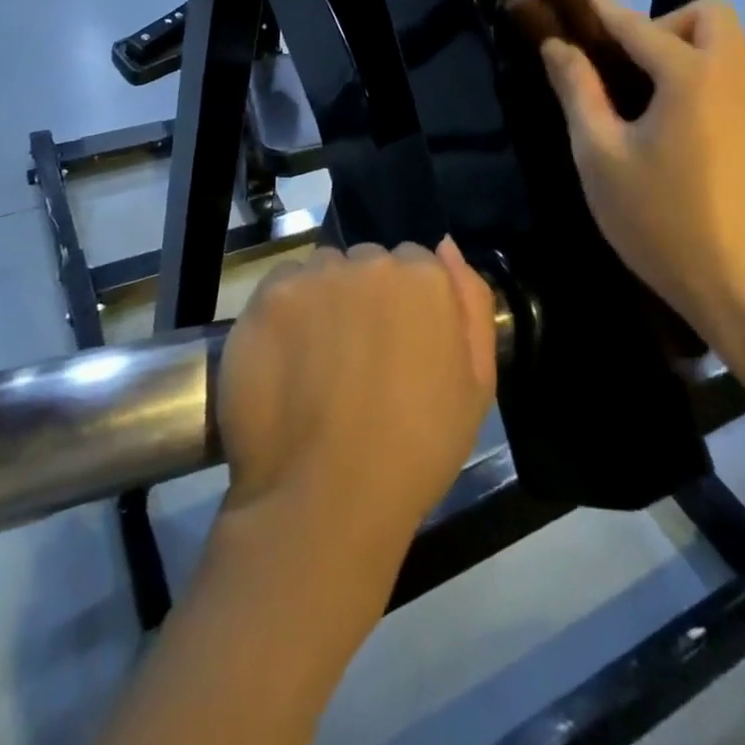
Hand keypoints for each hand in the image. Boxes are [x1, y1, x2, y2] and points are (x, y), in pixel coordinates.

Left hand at [217, 239, 497, 567]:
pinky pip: (282, 287)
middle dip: (365, 296)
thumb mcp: (475, 385)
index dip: (405, 307)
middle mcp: (371, 262)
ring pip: (323, 272)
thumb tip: (446, 245)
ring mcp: (317, 276)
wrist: (326, 499)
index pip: (414, 265)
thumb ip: (471, 303)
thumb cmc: (416, 450)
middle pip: (367, 263)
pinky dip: (285, 313)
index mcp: (425, 278)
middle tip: (356, 357)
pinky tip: (286, 359)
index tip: (396, 346)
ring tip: (317, 360)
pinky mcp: (269, 296)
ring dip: (324, 299)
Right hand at [539, 0, 744, 347]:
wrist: (744, 287)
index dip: (601, 10)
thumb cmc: (660, 220)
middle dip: (664, 23)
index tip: (574, 1)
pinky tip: (680, 134)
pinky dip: (705, 83)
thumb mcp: (600, 156)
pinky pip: (735, 83)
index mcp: (690, 76)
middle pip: (707, 15)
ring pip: (726, 48)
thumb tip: (557, 46)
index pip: (637, 25)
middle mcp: (734, 76)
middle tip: (629, 66)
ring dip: (685, 53)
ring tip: (646, 102)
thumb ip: (577, 92)